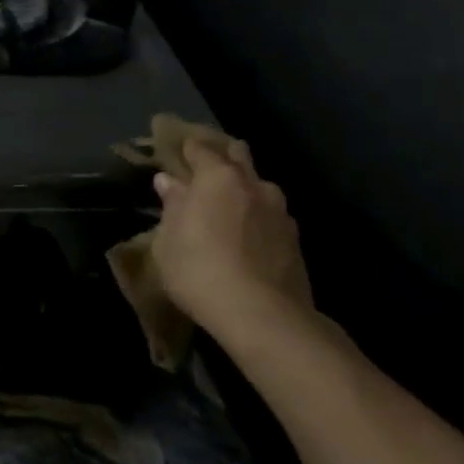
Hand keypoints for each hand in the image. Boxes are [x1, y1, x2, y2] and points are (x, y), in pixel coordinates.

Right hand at [150, 132, 314, 347]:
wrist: (263, 316)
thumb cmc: (199, 270)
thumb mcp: (168, 241)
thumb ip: (172, 206)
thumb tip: (168, 181)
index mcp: (217, 177)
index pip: (199, 147)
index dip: (186, 148)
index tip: (175, 152)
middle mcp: (253, 184)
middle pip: (238, 154)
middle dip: (222, 156)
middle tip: (204, 171)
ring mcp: (279, 210)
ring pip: (259, 186)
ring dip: (243, 189)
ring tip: (228, 208)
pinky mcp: (295, 239)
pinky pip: (270, 215)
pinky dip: (257, 217)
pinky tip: (247, 236)